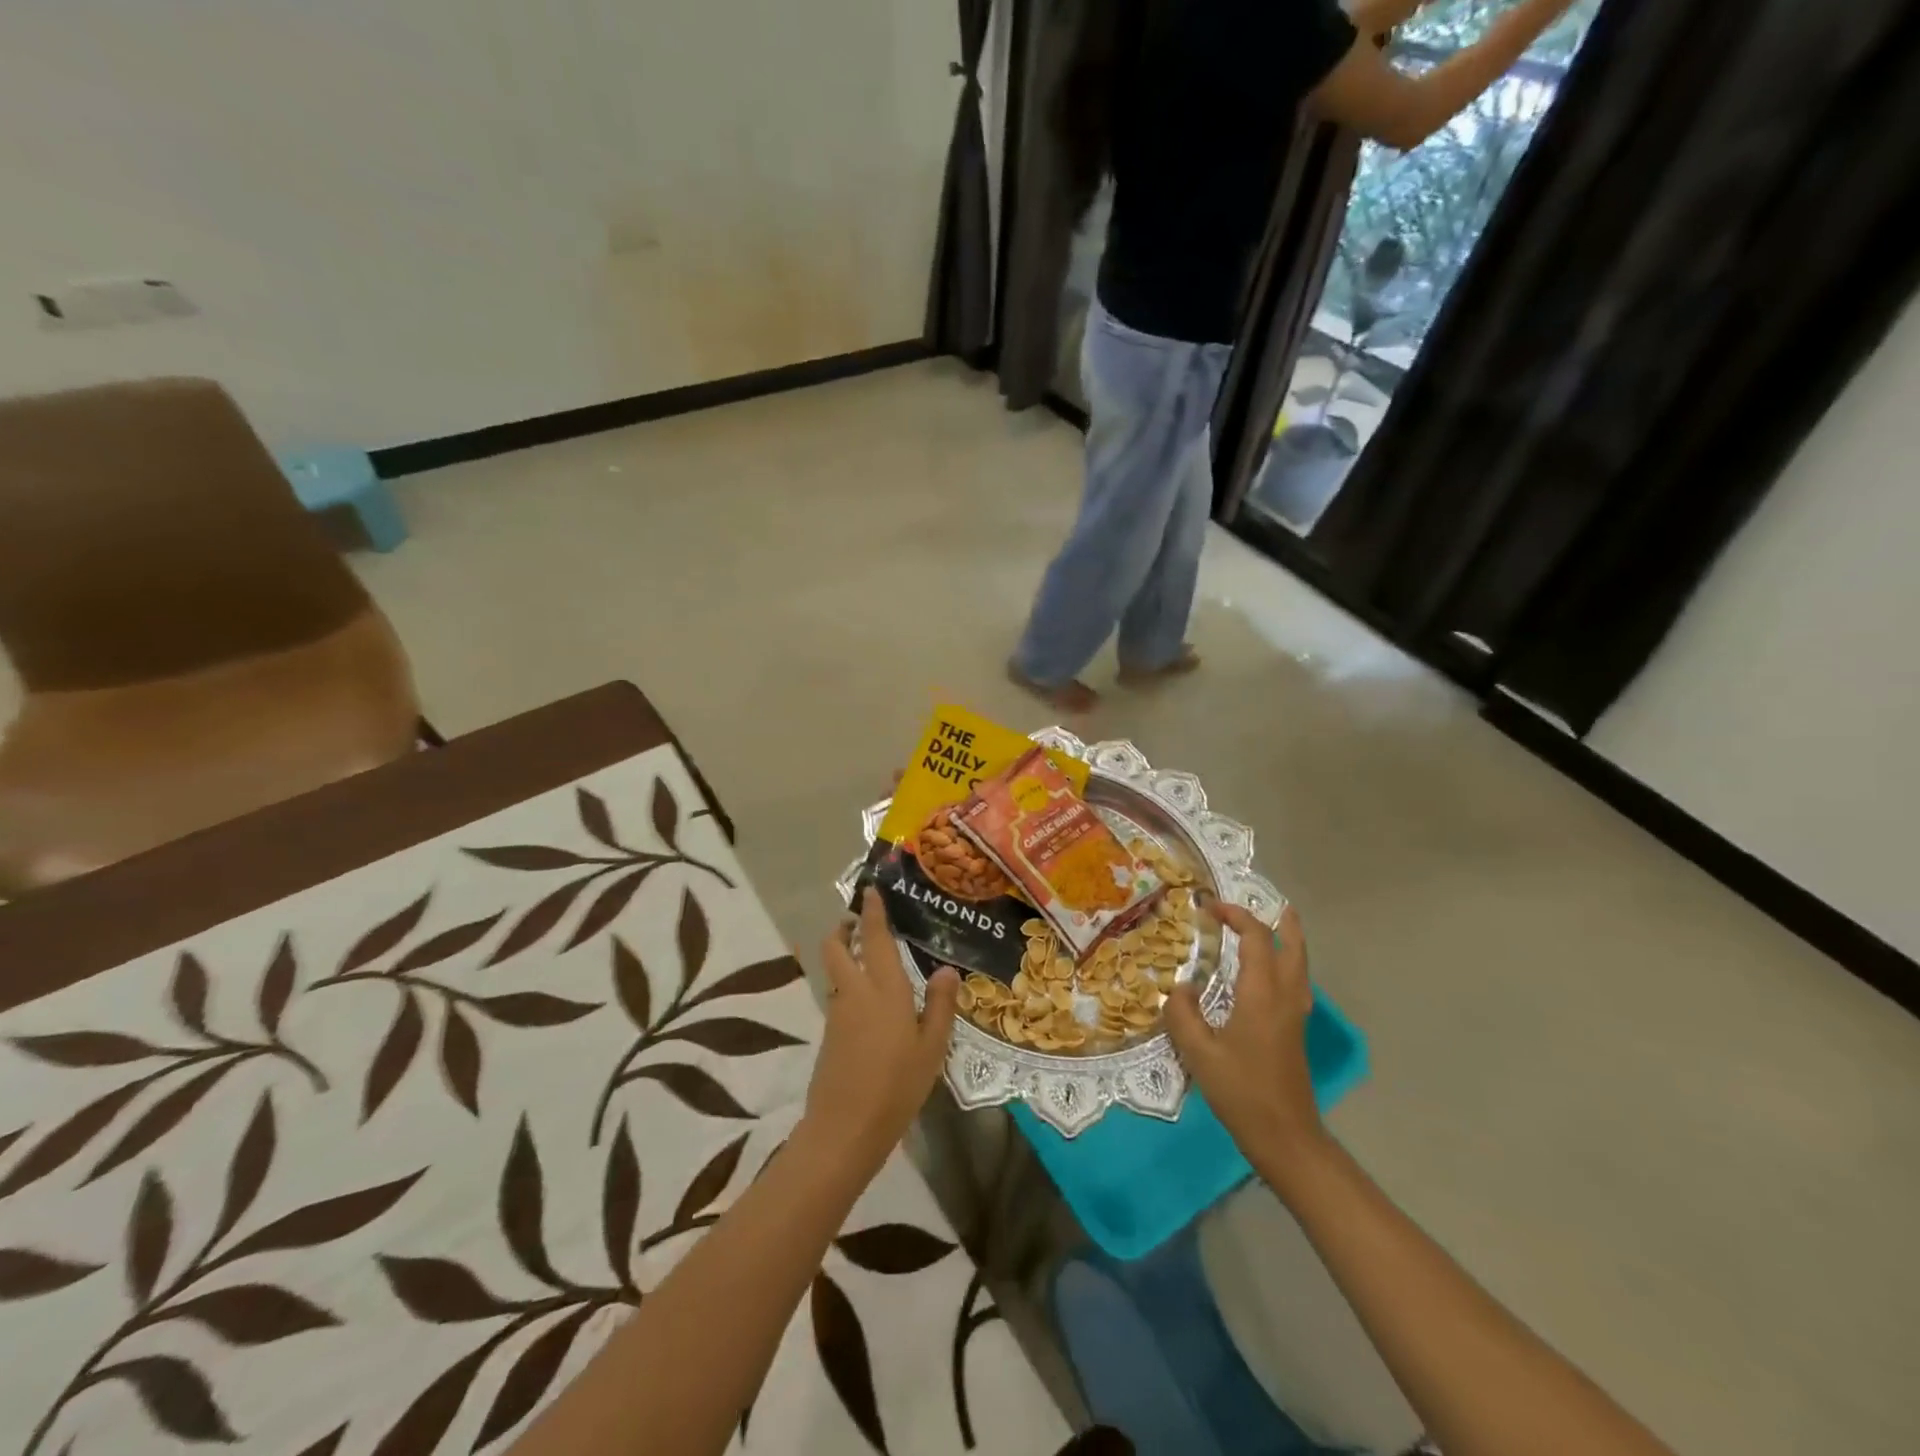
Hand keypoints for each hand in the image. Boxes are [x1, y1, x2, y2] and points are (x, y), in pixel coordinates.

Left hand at [804, 894, 959, 1174]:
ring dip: (844, 954)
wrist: (844, 1129)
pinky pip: (838, 995)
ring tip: (871, 958)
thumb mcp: (932, 1047)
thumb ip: (941, 1005)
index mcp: (884, 989)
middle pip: (836, 946)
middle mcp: (855, 992)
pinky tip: (871, 1002)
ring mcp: (837, 1013)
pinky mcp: (829, 1034)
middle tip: (859, 921)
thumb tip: (948, 968)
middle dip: (843, 928)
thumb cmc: (896, 1086)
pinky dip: (848, 983)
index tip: (870, 890)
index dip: (871, 912)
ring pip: (836, 970)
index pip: (874, 938)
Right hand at [1165, 900, 1327, 1183]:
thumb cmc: (1242, 1092)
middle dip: (1281, 922)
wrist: (1286, 1137)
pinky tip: (1269, 974)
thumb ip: (1183, 1014)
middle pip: (1292, 947)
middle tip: (1271, 902)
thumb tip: (1180, 988)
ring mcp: (1296, 1016)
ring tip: (1277, 926)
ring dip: (1289, 941)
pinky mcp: (1296, 1032)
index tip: (1209, 907)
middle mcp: (1285, 997)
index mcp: (1262, 994)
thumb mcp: (1199, 1052)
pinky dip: (1286, 964)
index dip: (1235, 916)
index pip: (1255, 939)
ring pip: (1299, 966)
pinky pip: (1296, 983)